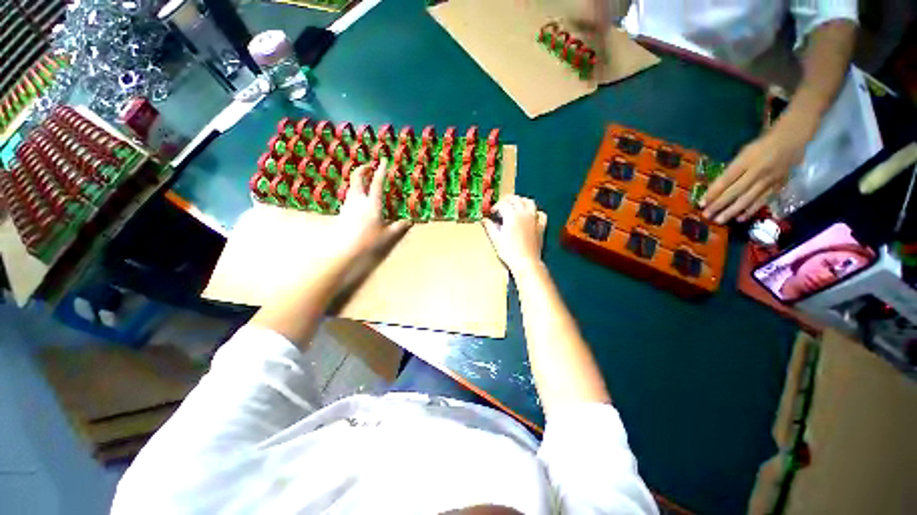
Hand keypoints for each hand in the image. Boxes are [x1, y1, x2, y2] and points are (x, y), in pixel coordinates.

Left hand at [334, 158, 409, 255]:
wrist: (345, 253)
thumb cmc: (369, 243)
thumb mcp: (389, 236)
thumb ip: (401, 227)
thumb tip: (410, 221)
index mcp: (372, 204)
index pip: (377, 183)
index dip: (381, 170)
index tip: (383, 160)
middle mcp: (358, 201)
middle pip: (357, 178)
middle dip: (362, 169)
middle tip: (369, 166)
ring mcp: (348, 207)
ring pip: (351, 187)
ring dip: (357, 181)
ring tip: (365, 182)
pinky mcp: (342, 214)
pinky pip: (349, 197)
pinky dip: (355, 193)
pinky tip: (359, 201)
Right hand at [482, 195, 547, 272]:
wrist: (526, 262)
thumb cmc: (509, 252)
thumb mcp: (496, 239)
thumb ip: (489, 227)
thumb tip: (484, 220)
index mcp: (512, 216)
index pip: (503, 204)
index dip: (496, 207)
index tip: (492, 212)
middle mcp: (524, 214)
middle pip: (516, 199)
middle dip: (507, 200)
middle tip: (501, 205)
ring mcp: (534, 219)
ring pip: (529, 202)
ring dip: (521, 201)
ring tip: (515, 205)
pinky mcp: (541, 226)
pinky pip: (540, 213)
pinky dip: (535, 211)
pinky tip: (531, 214)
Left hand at [701, 125, 808, 223]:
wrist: (792, 139)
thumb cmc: (761, 145)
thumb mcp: (743, 152)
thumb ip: (732, 169)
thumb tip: (715, 188)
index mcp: (746, 161)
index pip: (726, 180)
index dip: (713, 193)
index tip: (701, 203)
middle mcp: (757, 171)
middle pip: (735, 191)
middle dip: (719, 205)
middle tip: (706, 215)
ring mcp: (769, 179)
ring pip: (748, 198)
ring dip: (732, 211)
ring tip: (719, 220)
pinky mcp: (779, 185)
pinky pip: (763, 200)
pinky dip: (751, 210)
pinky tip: (740, 218)